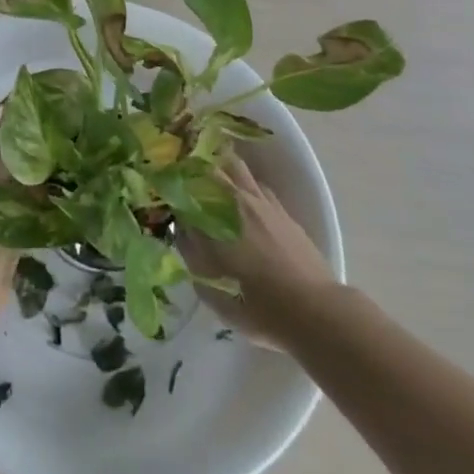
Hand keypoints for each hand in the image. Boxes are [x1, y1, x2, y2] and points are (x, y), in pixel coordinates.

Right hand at [184, 155, 337, 347]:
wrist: (315, 311)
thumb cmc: (258, 306)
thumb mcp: (212, 291)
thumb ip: (191, 256)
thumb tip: (182, 231)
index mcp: (211, 217)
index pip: (180, 184)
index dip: (167, 180)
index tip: (158, 180)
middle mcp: (232, 199)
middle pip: (206, 164)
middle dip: (190, 163)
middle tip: (179, 169)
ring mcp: (259, 200)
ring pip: (233, 165)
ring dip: (218, 164)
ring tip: (207, 171)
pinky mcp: (280, 208)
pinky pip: (255, 182)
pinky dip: (242, 181)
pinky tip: (240, 193)